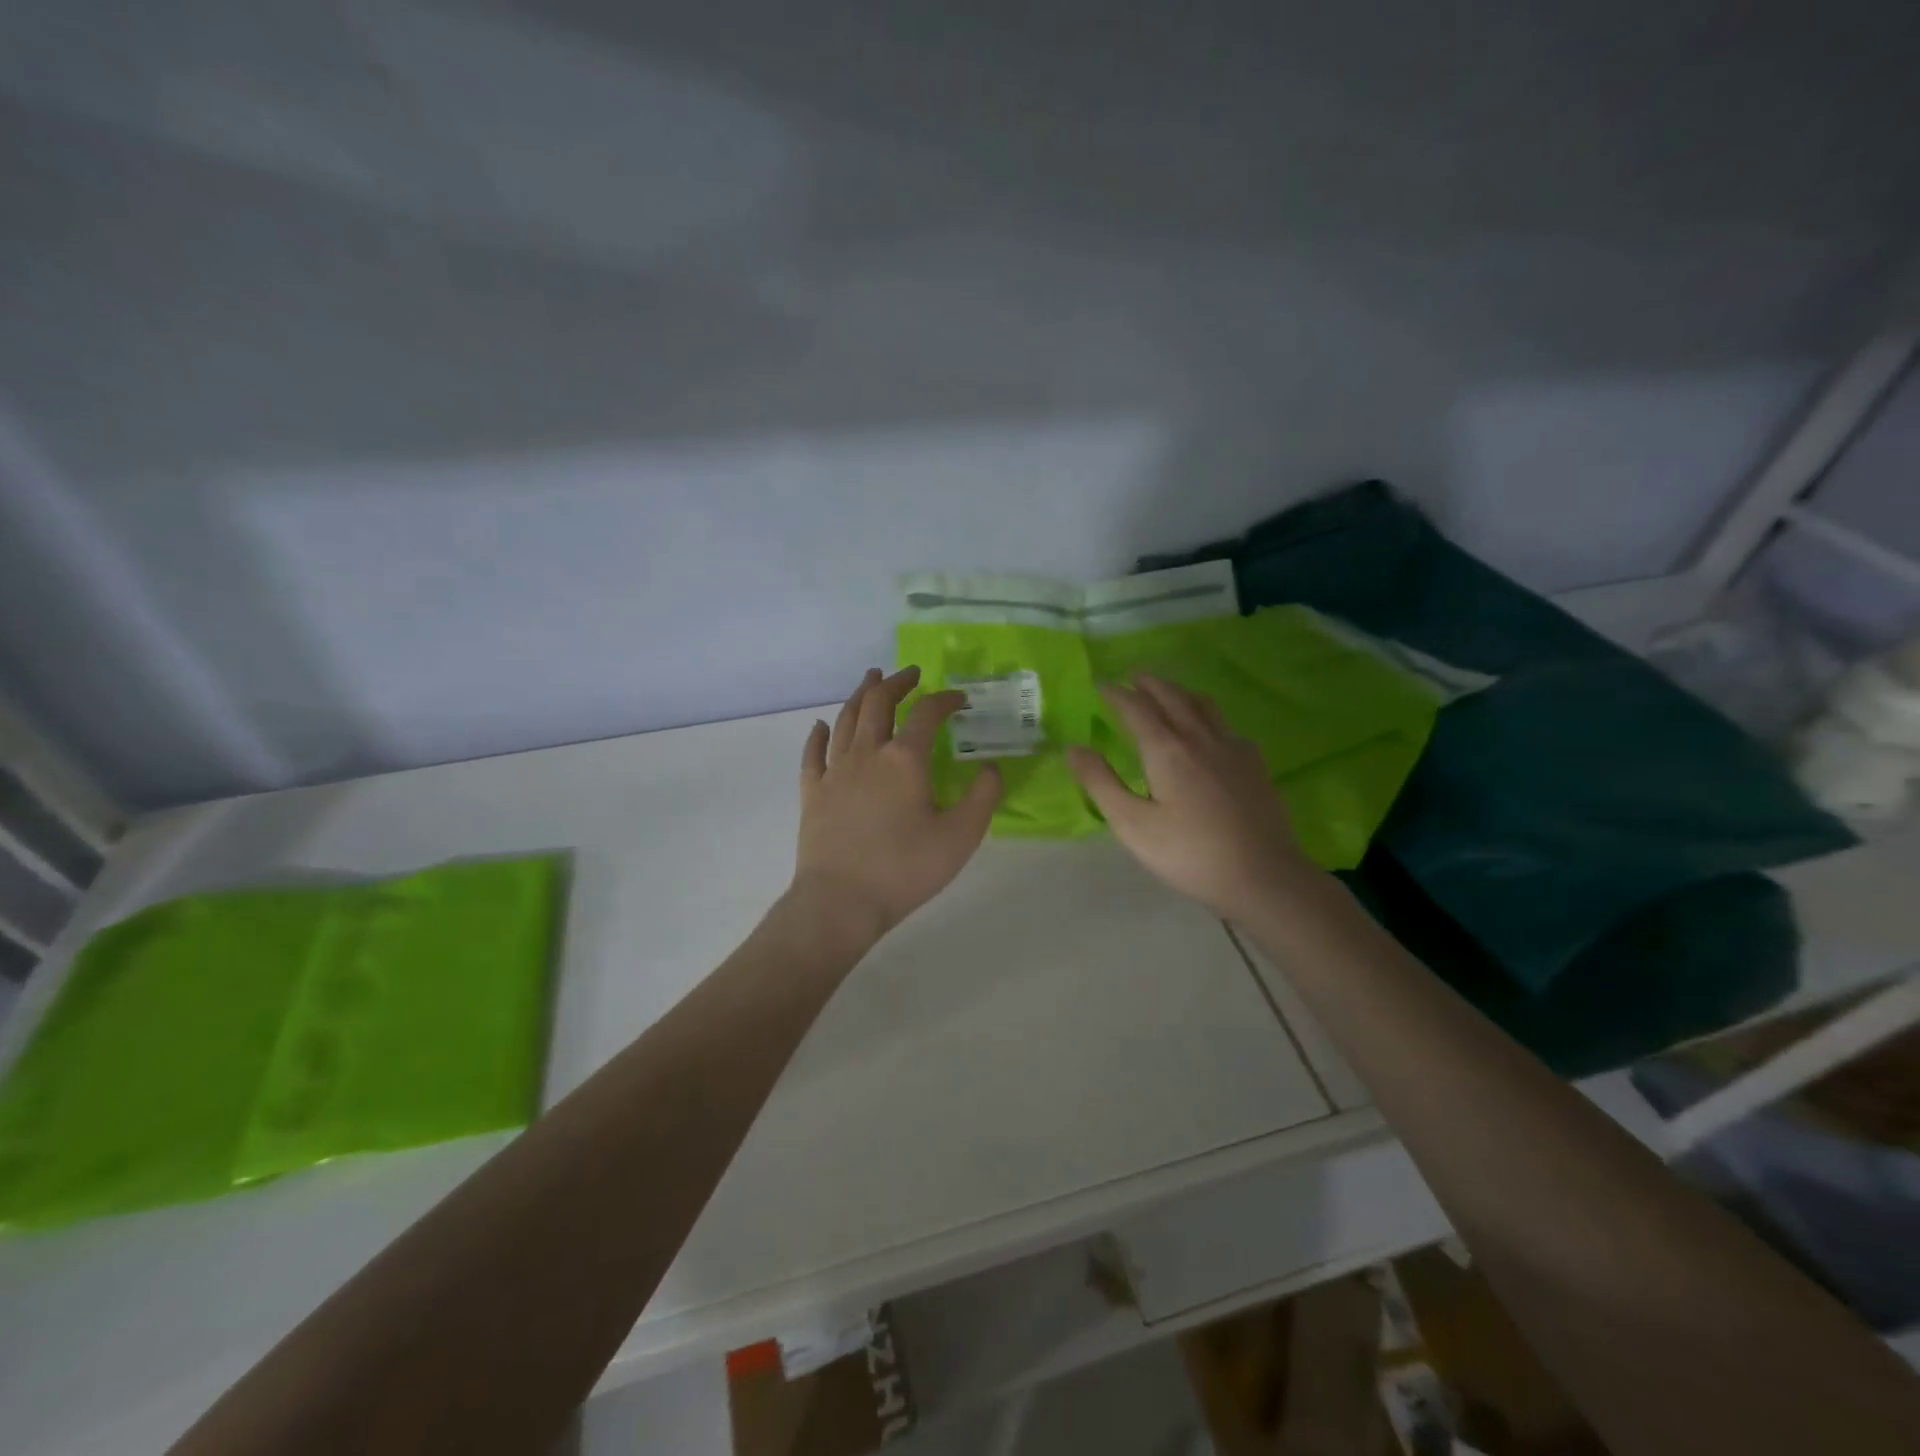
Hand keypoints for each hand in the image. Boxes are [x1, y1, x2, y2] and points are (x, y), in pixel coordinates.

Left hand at [791, 666, 1002, 942]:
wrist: (841, 901)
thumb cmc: (905, 868)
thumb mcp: (961, 836)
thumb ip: (983, 797)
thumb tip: (991, 767)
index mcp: (905, 759)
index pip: (927, 713)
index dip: (945, 699)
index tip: (959, 699)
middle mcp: (867, 753)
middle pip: (878, 703)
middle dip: (897, 683)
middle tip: (910, 673)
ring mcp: (835, 771)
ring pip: (846, 720)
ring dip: (860, 695)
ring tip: (871, 680)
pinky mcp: (812, 792)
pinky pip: (813, 754)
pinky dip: (818, 735)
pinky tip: (821, 726)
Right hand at [1068, 674, 1321, 920]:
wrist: (1263, 876)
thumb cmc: (1189, 853)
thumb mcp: (1132, 824)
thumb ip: (1101, 783)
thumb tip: (1074, 748)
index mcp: (1166, 749)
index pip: (1136, 708)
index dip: (1116, 694)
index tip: (1101, 685)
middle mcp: (1200, 737)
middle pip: (1172, 697)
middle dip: (1149, 683)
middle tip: (1132, 676)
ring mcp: (1232, 748)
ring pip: (1203, 705)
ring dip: (1179, 692)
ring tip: (1167, 692)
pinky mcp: (1254, 764)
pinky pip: (1225, 724)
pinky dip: (1206, 715)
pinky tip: (1209, 731)